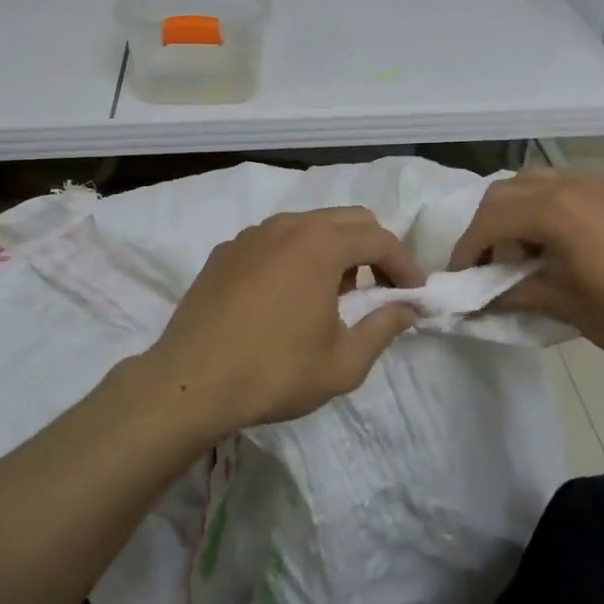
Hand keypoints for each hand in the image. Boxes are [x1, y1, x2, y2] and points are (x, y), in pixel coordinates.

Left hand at [134, 207, 424, 435]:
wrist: (189, 384)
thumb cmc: (274, 372)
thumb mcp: (343, 363)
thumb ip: (383, 328)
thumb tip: (407, 308)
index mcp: (320, 244)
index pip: (379, 238)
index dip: (405, 264)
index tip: (415, 292)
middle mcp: (287, 226)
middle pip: (347, 219)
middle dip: (373, 248)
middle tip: (380, 288)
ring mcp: (251, 235)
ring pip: (309, 226)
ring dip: (334, 250)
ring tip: (334, 295)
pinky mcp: (225, 251)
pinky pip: (275, 241)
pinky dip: (297, 256)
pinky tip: (288, 296)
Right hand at [449, 170, 603, 371]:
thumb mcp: (567, 306)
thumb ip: (517, 295)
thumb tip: (480, 301)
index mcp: (553, 210)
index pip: (489, 219)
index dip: (467, 248)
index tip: (460, 278)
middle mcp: (569, 185)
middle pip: (506, 192)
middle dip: (485, 225)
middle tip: (485, 262)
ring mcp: (597, 183)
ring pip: (534, 182)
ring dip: (514, 210)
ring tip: (520, 250)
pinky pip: (563, 186)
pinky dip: (543, 206)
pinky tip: (557, 241)